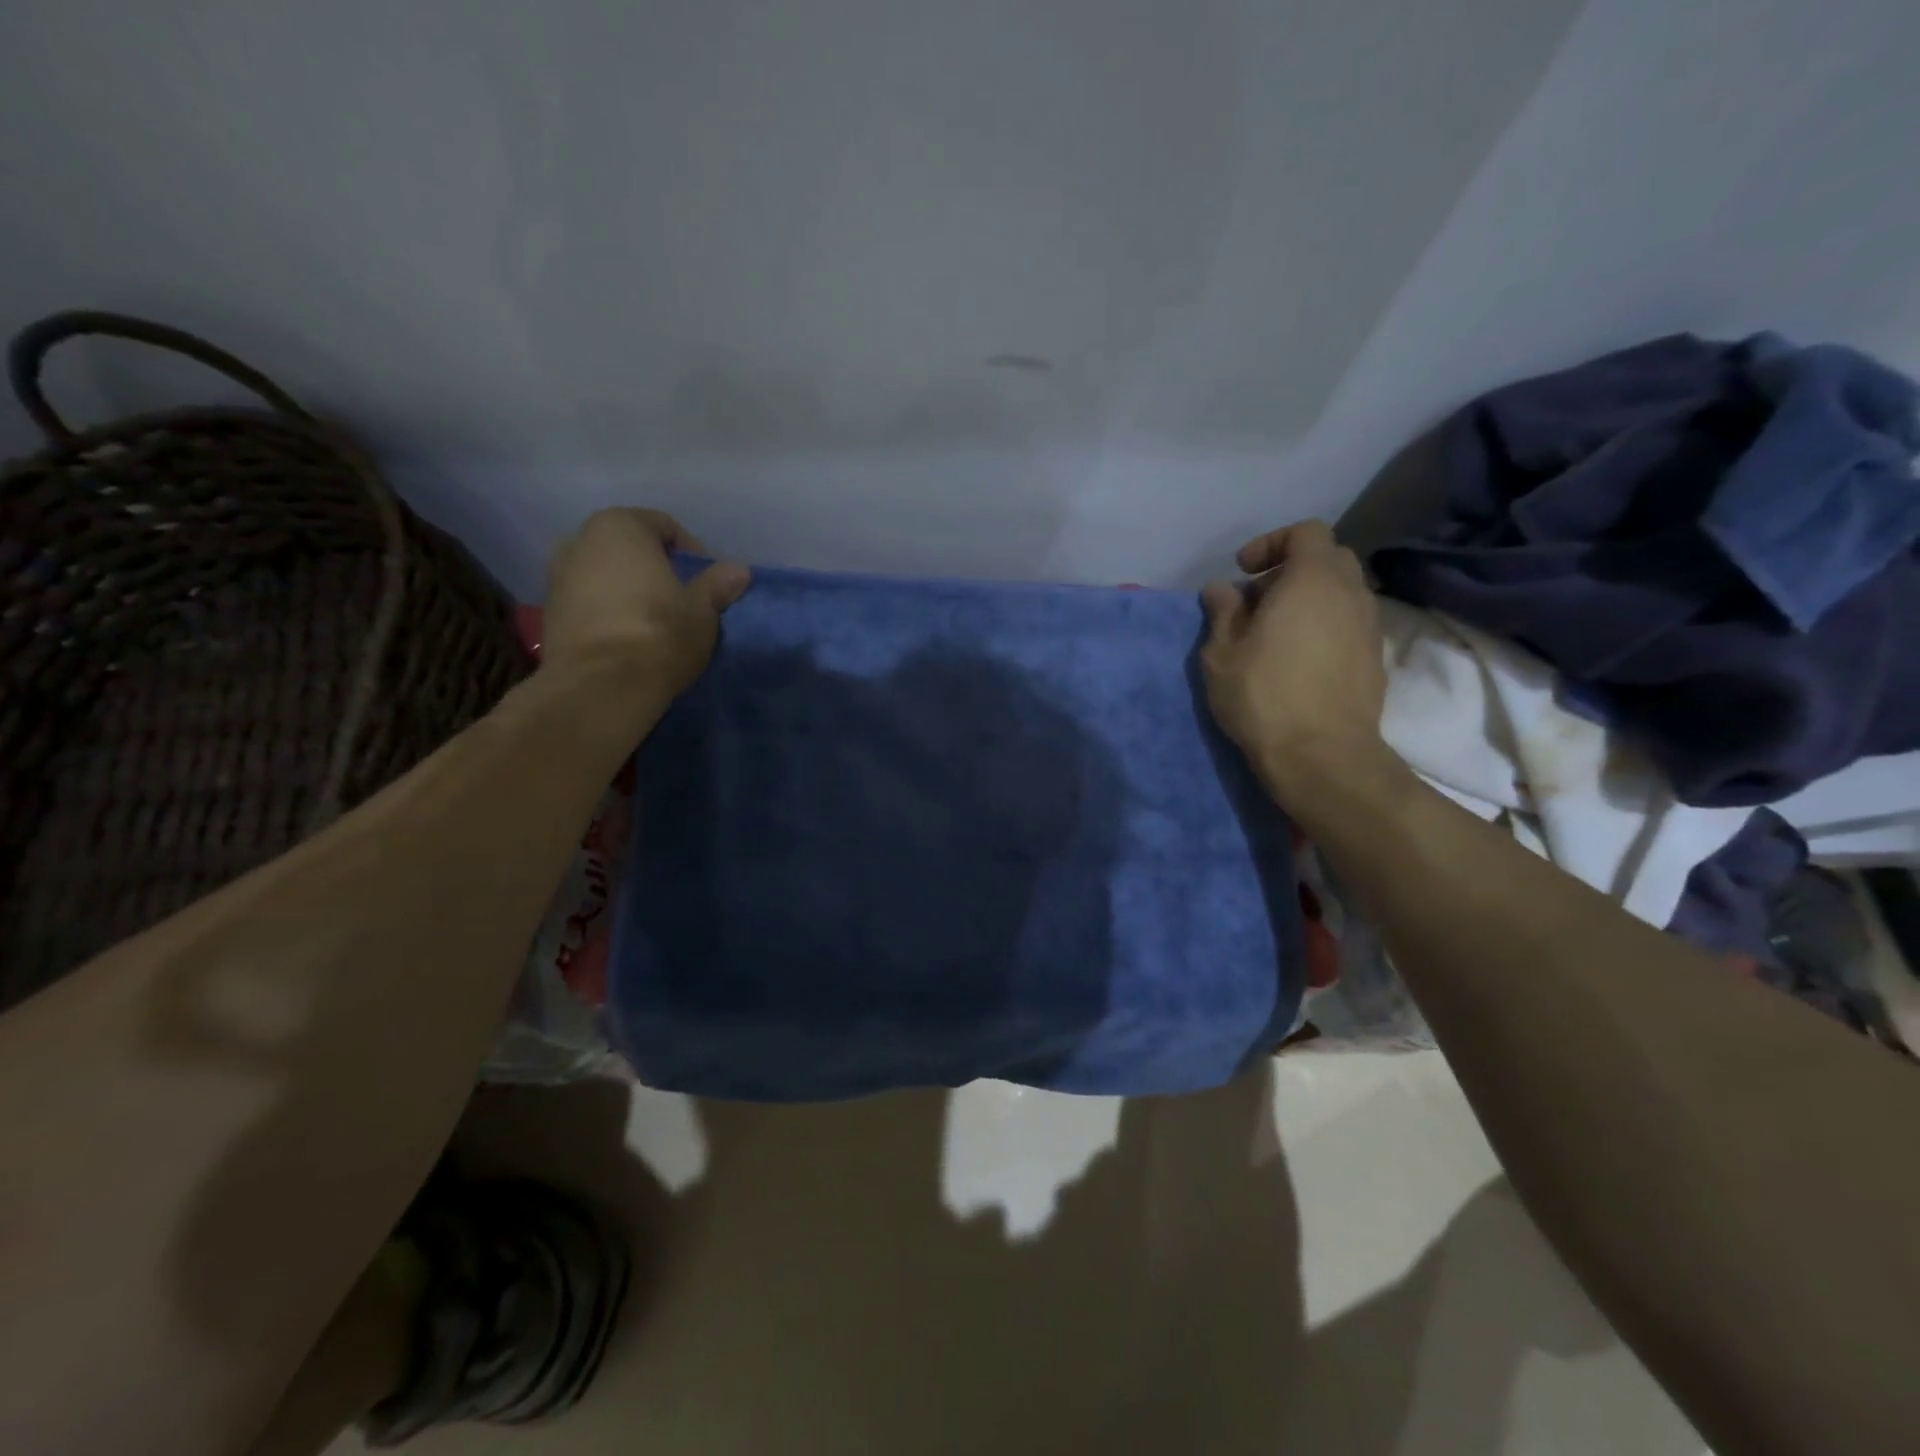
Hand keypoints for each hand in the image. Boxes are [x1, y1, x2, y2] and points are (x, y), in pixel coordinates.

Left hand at [542, 509, 750, 696]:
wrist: (600, 687)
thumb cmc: (658, 634)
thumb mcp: (703, 610)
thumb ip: (718, 584)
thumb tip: (739, 569)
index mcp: (619, 526)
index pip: (666, 526)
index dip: (693, 553)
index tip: (708, 584)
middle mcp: (580, 539)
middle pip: (631, 548)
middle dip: (658, 570)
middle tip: (684, 601)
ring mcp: (557, 575)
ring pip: (608, 575)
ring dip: (632, 591)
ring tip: (656, 622)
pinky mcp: (550, 612)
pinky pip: (590, 601)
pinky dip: (610, 611)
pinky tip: (630, 638)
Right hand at [1200, 521, 1388, 801]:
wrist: (1322, 755)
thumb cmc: (1263, 697)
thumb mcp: (1222, 654)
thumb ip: (1223, 612)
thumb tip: (1220, 589)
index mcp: (1312, 580)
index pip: (1306, 531)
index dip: (1272, 543)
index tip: (1243, 571)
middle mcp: (1350, 592)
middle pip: (1328, 558)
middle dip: (1291, 569)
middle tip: (1258, 600)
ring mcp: (1370, 625)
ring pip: (1342, 591)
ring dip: (1309, 599)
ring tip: (1275, 632)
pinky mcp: (1376, 657)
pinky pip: (1350, 621)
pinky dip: (1325, 624)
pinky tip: (1299, 657)